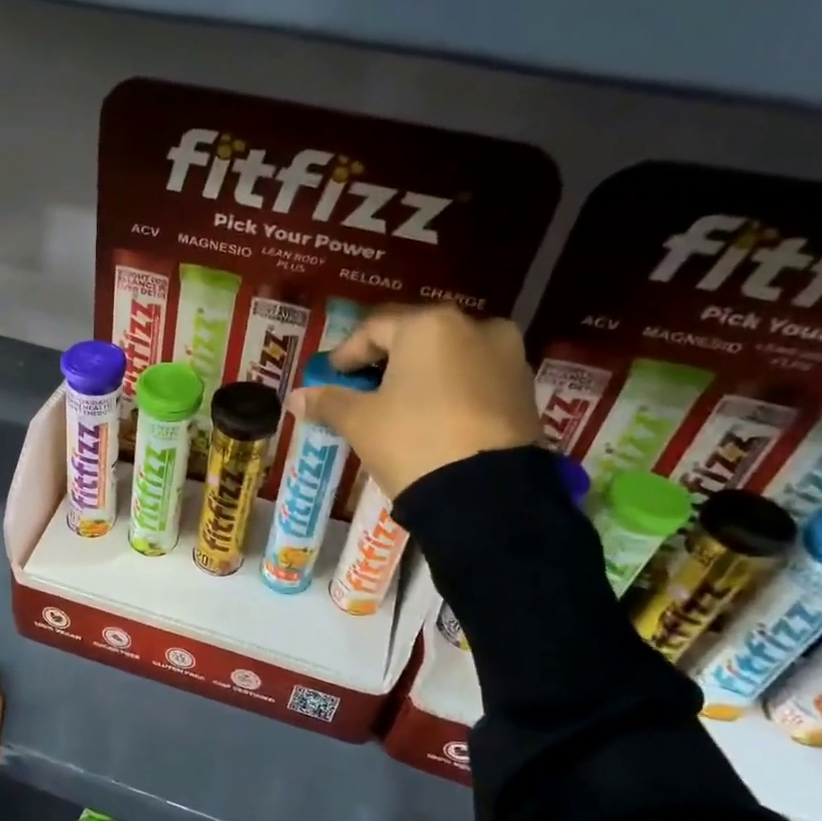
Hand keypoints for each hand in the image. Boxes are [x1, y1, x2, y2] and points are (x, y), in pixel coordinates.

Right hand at [288, 303, 539, 499]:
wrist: (487, 495)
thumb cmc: (413, 442)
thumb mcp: (361, 422)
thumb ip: (328, 402)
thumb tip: (295, 398)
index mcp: (430, 325)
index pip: (373, 328)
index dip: (345, 354)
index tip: (329, 378)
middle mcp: (475, 327)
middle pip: (415, 338)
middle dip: (384, 362)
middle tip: (361, 390)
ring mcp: (507, 357)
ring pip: (449, 358)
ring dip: (419, 376)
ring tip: (397, 407)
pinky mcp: (525, 390)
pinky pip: (474, 379)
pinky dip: (449, 391)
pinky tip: (432, 419)